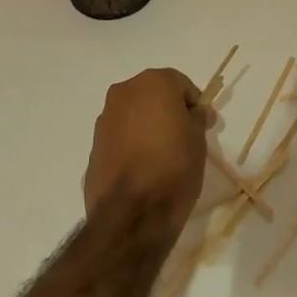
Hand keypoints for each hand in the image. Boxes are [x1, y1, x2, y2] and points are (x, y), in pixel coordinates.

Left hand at [83, 68, 208, 231]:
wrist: (131, 213)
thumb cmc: (173, 167)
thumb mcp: (198, 140)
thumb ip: (197, 118)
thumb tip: (197, 111)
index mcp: (153, 83)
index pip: (181, 84)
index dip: (194, 104)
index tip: (202, 125)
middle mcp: (124, 92)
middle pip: (154, 94)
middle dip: (168, 110)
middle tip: (184, 136)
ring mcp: (105, 118)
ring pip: (134, 113)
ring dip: (148, 125)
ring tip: (162, 154)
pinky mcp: (94, 144)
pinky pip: (120, 134)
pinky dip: (132, 142)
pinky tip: (143, 166)